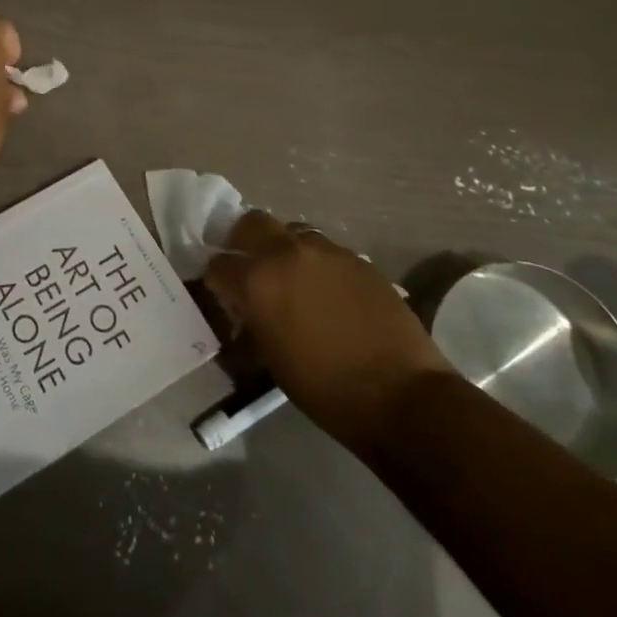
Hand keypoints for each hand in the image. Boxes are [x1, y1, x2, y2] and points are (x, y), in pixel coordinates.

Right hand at [204, 212, 454, 453]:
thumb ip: (252, 320)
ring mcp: (326, 252)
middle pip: (252, 223)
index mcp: (257, 281)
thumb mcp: (270, 358)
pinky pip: (326, 251)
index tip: (222, 293)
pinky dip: (318, 264)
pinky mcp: (359, 259)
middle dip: (244, 241)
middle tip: (250, 266)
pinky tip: (328, 291)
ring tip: (294, 278)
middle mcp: (286, 254)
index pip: (218, 264)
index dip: (217, 279)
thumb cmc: (324, 388)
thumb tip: (246, 308)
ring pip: (293, 232)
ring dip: (285, 249)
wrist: (400, 393)